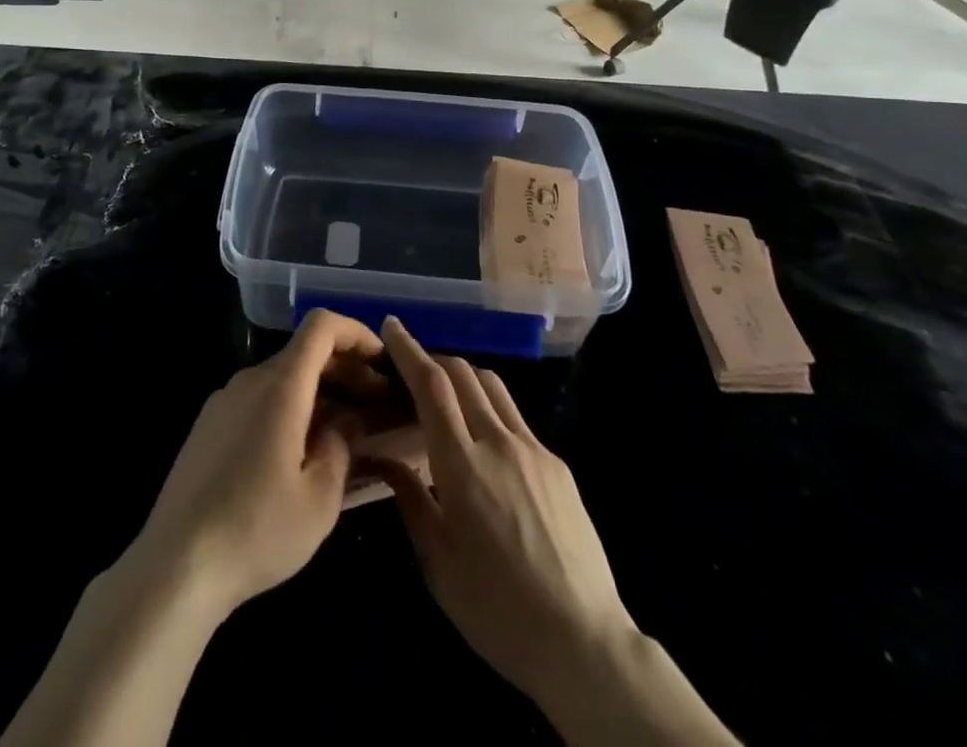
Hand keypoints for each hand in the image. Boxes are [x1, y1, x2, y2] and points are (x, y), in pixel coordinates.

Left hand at [125, 309, 383, 621]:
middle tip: (375, 405)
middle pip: (304, 352)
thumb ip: (341, 447)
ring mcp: (224, 400)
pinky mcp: (207, 425)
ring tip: (342, 432)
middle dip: (344, 369)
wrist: (175, 565)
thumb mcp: (319, 500)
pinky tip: (298, 451)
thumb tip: (347, 420)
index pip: (321, 326)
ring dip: (318, 391)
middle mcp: (250, 380)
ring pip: (282, 377)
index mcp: (280, 386)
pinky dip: (289, 407)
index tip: (382, 361)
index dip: (356, 332)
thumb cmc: (256, 531)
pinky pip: (258, 399)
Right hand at [370, 317, 632, 712]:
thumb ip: (409, 498)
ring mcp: (533, 449)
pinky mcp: (557, 464)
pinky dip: (491, 408)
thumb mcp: (437, 562)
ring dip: (464, 377)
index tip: (392, 325)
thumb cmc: (496, 608)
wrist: (582, 641)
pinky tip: (486, 442)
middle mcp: (498, 441)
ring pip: (493, 387)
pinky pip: (516, 418)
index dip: (409, 349)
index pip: (430, 385)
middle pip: (463, 373)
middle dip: (434, 360)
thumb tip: (384, 457)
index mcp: (461, 464)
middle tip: (413, 371)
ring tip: (447, 396)